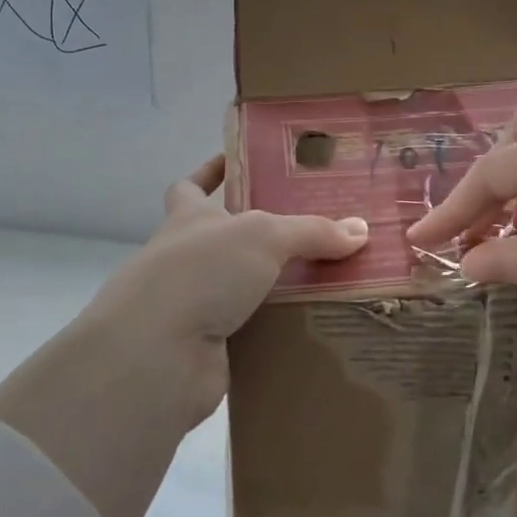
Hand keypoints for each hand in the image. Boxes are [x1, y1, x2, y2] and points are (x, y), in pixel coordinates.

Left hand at [72, 156, 369, 427]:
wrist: (157, 354)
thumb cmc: (201, 271)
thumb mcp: (262, 235)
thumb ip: (310, 231)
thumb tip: (359, 230)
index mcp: (188, 219)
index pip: (191, 187)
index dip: (209, 172)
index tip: (235, 162)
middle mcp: (187, 259)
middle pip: (225, 240)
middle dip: (262, 237)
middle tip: (314, 232)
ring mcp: (195, 305)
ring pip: (243, 289)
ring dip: (277, 287)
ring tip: (331, 280)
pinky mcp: (208, 349)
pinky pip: (254, 333)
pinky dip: (279, 331)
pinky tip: (318, 327)